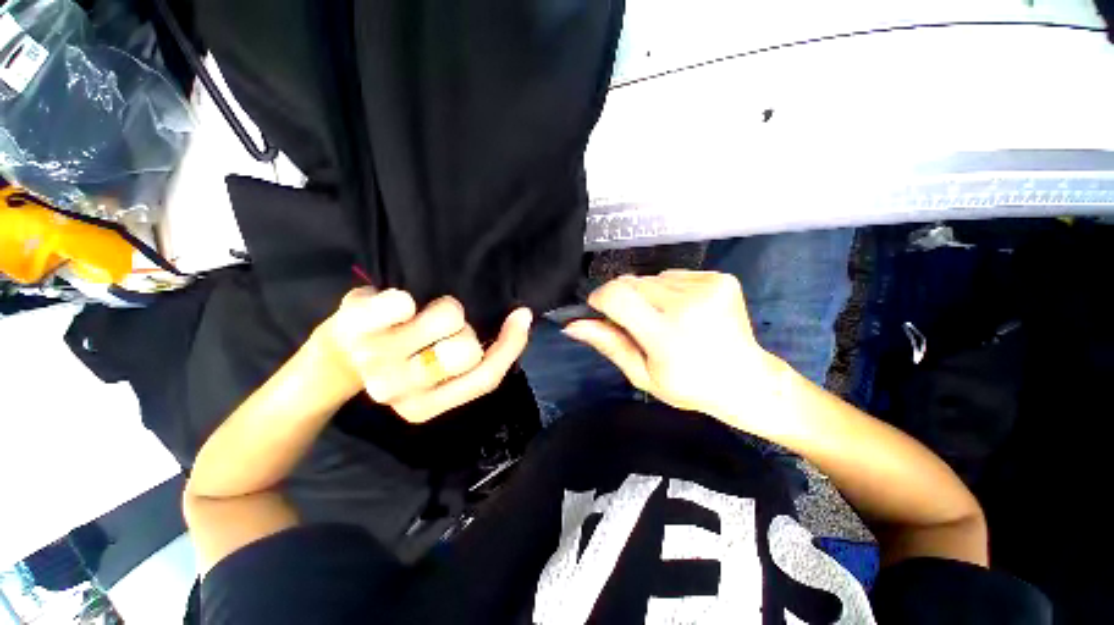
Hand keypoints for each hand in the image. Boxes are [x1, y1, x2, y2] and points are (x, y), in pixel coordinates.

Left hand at [317, 287, 532, 423]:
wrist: (341, 349)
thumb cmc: (405, 356)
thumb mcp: (444, 370)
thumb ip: (485, 357)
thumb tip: (523, 317)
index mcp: (422, 408)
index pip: (485, 378)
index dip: (511, 345)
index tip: (520, 317)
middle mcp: (395, 391)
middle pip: (467, 349)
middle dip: (463, 330)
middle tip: (440, 329)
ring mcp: (373, 358)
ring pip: (448, 319)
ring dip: (444, 309)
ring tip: (420, 315)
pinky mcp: (353, 325)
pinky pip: (402, 303)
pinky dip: (407, 298)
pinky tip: (396, 306)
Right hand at [564, 271, 775, 420]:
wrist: (745, 379)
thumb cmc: (688, 384)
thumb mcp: (642, 374)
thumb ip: (609, 344)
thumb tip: (573, 324)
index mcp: (667, 335)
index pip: (617, 296)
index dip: (600, 298)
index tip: (600, 311)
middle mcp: (689, 304)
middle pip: (631, 283)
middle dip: (623, 299)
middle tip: (637, 323)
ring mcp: (708, 287)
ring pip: (651, 277)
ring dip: (646, 294)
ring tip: (664, 318)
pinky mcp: (721, 277)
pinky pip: (673, 275)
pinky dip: (668, 289)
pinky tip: (683, 309)